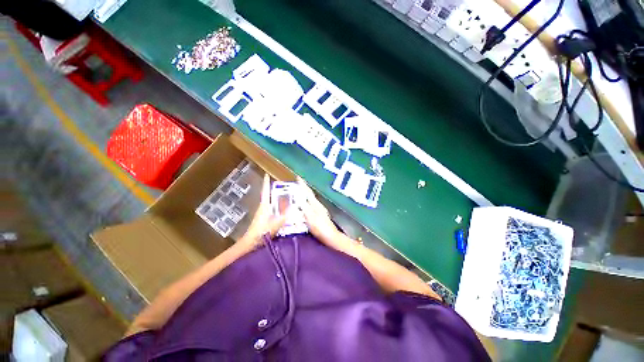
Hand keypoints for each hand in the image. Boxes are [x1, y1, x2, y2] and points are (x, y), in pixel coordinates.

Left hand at [238, 174, 286, 249]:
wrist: (251, 243)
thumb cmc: (261, 232)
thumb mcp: (276, 223)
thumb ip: (285, 216)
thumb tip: (294, 207)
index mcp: (264, 205)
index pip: (265, 191)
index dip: (266, 183)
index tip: (266, 175)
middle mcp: (263, 207)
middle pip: (269, 196)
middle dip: (275, 190)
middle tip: (285, 187)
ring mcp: (263, 213)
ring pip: (271, 203)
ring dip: (277, 199)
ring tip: (287, 196)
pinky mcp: (264, 219)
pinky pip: (272, 209)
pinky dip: (278, 207)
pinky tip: (284, 210)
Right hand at [297, 177, 355, 252]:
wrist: (331, 237)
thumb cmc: (320, 228)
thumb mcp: (311, 218)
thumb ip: (305, 208)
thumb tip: (298, 198)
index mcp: (315, 204)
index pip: (307, 192)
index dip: (302, 185)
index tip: (298, 177)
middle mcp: (318, 205)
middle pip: (309, 194)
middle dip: (303, 188)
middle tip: (297, 184)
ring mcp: (320, 210)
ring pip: (311, 199)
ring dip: (305, 194)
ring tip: (299, 192)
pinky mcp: (320, 215)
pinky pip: (311, 205)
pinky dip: (307, 202)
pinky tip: (304, 205)